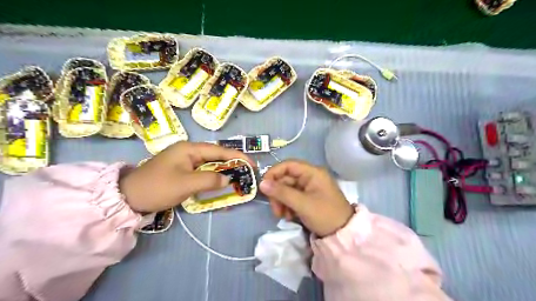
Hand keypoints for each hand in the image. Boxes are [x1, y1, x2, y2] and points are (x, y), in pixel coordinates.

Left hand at [120, 142, 252, 212]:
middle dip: (233, 164)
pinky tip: (221, 185)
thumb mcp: (185, 184)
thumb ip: (209, 180)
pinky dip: (213, 178)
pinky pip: (203, 172)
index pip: (220, 150)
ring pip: (211, 164)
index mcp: (190, 148)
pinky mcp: (183, 171)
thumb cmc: (157, 187)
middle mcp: (189, 151)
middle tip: (247, 173)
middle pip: (217, 156)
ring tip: (238, 179)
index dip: (238, 157)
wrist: (129, 198)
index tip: (252, 165)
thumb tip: (228, 180)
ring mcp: (185, 161)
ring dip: (224, 172)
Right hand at [261, 159, 354, 237]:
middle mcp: (310, 177)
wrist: (343, 234)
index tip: (264, 187)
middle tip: (276, 210)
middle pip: (286, 179)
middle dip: (278, 194)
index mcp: (312, 172)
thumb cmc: (325, 215)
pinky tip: (289, 217)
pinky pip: (292, 197)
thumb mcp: (302, 204)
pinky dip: (288, 206)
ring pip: (287, 189)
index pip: (288, 165)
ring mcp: (309, 188)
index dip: (274, 173)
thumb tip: (261, 183)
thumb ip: (281, 192)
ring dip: (282, 202)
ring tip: (283, 216)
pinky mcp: (308, 198)